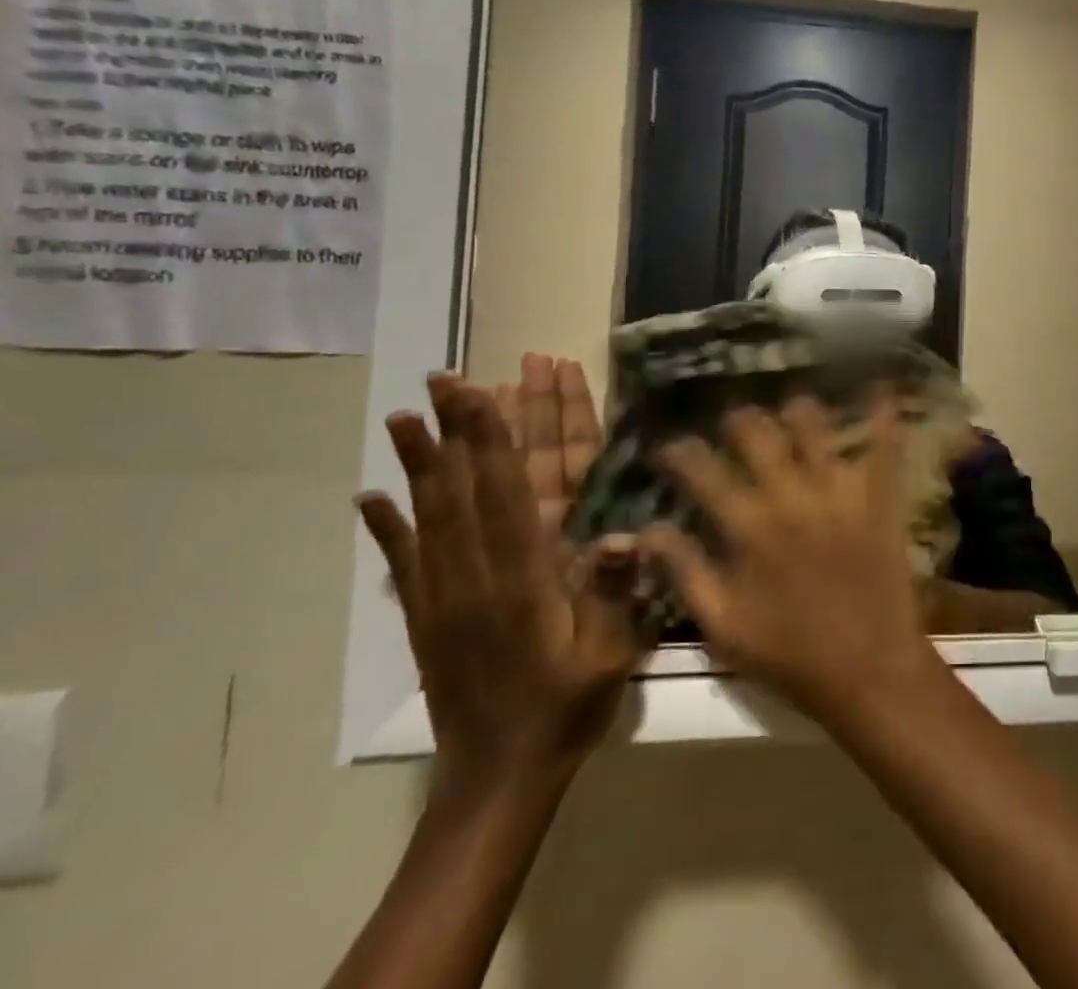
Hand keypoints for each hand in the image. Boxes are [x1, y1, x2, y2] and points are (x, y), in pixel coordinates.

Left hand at [357, 375, 646, 795]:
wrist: (498, 782)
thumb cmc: (566, 710)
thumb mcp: (608, 658)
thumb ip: (612, 595)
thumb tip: (623, 535)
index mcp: (521, 581)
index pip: (507, 493)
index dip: (494, 439)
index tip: (482, 392)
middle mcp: (475, 578)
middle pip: (465, 490)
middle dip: (458, 431)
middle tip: (443, 380)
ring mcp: (444, 597)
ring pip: (431, 515)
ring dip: (419, 463)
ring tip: (404, 417)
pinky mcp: (428, 618)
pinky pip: (405, 562)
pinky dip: (388, 526)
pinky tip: (371, 497)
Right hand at [641, 394, 943, 727]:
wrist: (869, 668)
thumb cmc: (789, 655)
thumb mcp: (722, 625)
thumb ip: (683, 571)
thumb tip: (646, 529)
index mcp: (748, 527)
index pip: (703, 472)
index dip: (681, 452)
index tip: (670, 445)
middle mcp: (791, 495)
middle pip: (758, 432)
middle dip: (739, 419)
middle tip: (735, 419)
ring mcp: (840, 490)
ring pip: (815, 426)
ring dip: (797, 411)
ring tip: (790, 408)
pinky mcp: (879, 495)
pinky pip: (883, 444)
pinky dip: (881, 413)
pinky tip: (880, 385)